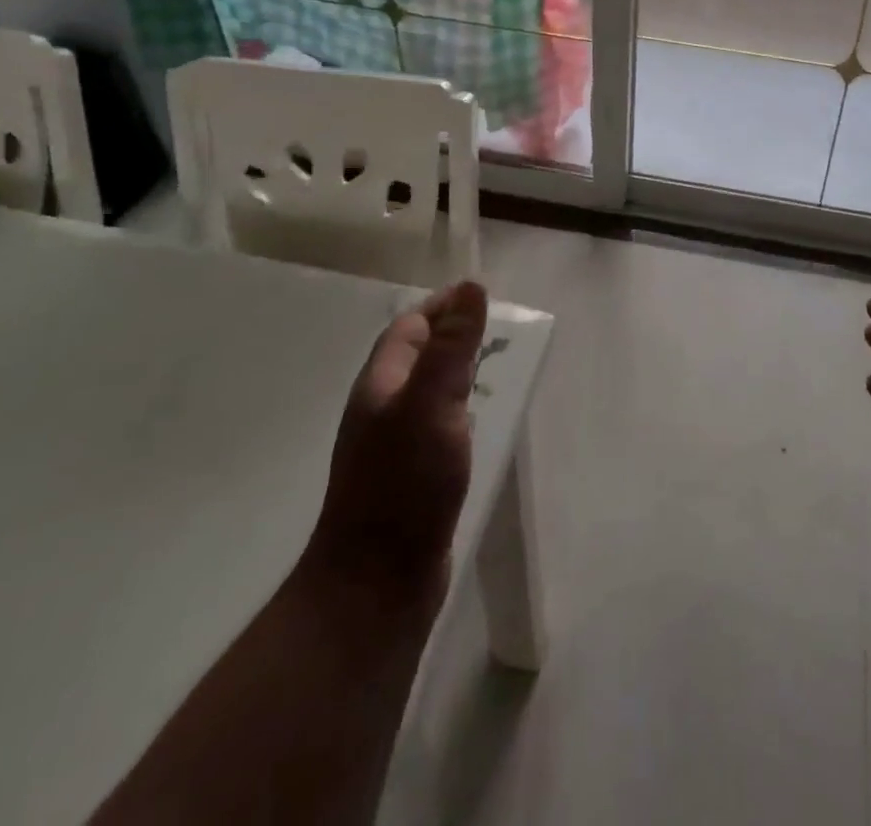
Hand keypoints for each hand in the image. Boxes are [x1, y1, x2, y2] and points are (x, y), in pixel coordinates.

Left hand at [302, 280, 489, 611]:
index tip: (479, 294)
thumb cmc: (404, 483)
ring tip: (493, 365)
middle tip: (494, 327)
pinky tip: (477, 420)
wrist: (376, 582)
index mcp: (380, 385)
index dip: (441, 306)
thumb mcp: (432, 403)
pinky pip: (436, 424)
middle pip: (415, 356)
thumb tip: (470, 287)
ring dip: (455, 370)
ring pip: (426, 391)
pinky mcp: (410, 477)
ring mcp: (393, 446)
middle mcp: (382, 409)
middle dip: (450, 334)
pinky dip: (458, 408)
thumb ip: (452, 346)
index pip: (408, 328)